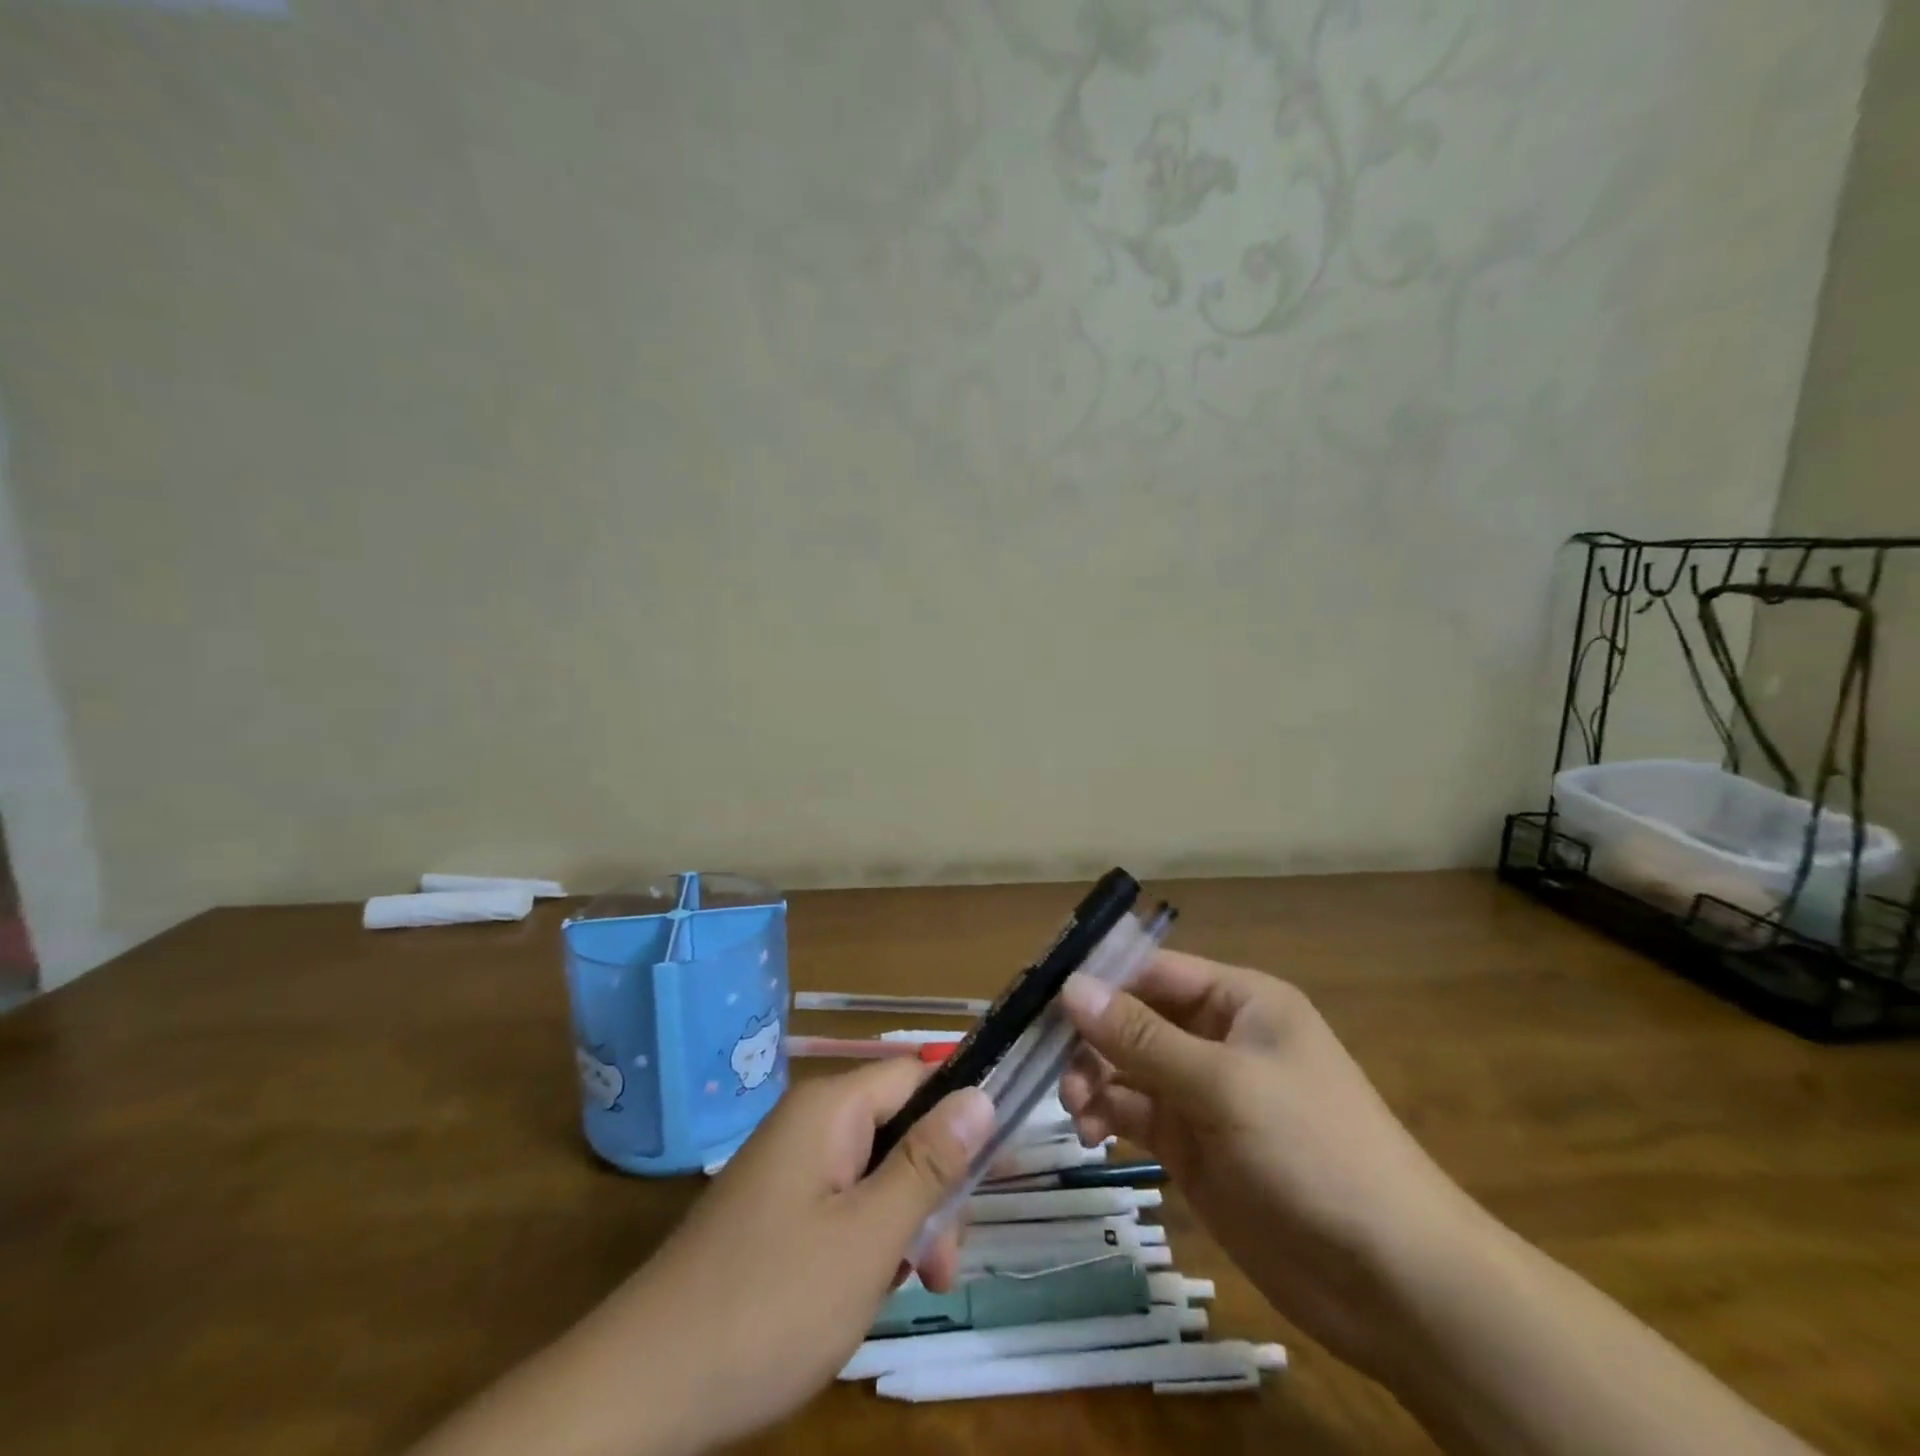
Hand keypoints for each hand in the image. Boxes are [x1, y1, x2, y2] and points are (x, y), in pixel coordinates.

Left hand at [620, 1059, 991, 1448]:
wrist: (644, 1389)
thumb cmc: (771, 1304)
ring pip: (874, 1171)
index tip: (995, 1171)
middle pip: (898, 1126)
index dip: (962, 1111)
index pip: (916, 1075)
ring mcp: (789, 1167)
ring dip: (904, 1222)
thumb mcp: (869, 1236)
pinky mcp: (776, 1209)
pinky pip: (843, 1201)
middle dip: (932, 1187)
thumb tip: (980, 1094)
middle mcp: (809, 1123)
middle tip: (942, 1265)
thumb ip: (928, 1163)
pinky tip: (867, 1290)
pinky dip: (868, 1239)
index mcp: (830, 1108)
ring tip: (910, 1287)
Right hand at [1058, 950, 1483, 1378]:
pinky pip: (1134, 1111)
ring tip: (1077, 1108)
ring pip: (1126, 1066)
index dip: (1099, 976)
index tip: (1041, 993)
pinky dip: (1106, 1114)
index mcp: (1238, 1000)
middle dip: (1091, 1037)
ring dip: (1093, 1078)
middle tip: (1053, 1066)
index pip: (1153, 970)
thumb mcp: (1225, 1084)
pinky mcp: (1191, 1144)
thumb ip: (1142, 1037)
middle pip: (1132, 1018)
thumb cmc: (1314, 1150)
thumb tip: (1070, 986)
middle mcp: (1216, 1037)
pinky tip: (1092, 1133)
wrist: (1392, 1280)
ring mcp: (1202, 1093)